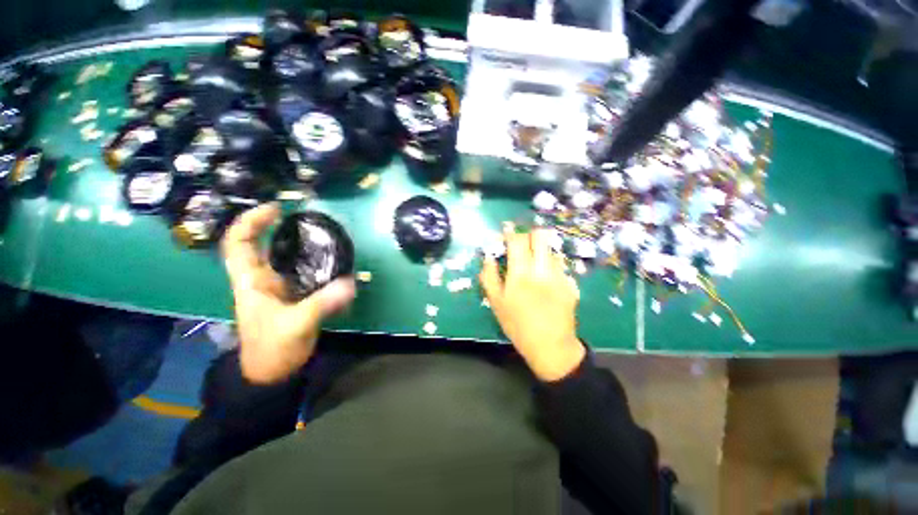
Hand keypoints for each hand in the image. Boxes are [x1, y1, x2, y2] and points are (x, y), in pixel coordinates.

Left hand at [222, 204, 355, 383]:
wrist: (274, 372)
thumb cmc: (273, 349)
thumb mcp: (295, 326)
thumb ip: (322, 304)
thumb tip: (350, 283)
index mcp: (251, 282)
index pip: (238, 244)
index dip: (251, 222)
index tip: (276, 209)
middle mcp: (263, 279)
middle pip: (263, 245)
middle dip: (279, 228)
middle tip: (307, 218)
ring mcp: (280, 287)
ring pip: (285, 258)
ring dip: (300, 244)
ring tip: (323, 235)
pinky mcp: (295, 295)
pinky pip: (304, 271)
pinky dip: (316, 262)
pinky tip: (332, 260)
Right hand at [479, 229, 585, 381]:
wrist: (550, 346)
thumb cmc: (517, 326)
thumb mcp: (496, 303)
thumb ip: (489, 277)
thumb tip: (488, 257)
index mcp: (520, 275)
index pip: (517, 242)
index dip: (511, 232)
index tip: (507, 230)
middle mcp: (542, 270)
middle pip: (540, 237)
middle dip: (529, 235)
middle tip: (522, 243)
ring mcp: (559, 276)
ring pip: (551, 249)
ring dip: (541, 249)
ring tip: (534, 260)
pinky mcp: (571, 283)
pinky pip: (560, 264)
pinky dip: (551, 263)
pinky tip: (546, 276)